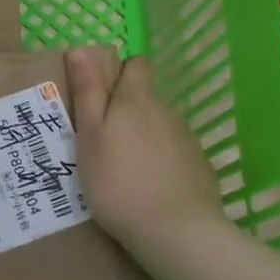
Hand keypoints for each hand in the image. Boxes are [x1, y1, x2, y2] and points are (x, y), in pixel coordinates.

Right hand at [67, 49, 224, 251]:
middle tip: (101, 143)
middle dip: (125, 111)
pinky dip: (159, 162)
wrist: (177, 232)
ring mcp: (186, 139)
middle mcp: (165, 110)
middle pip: (144, 98)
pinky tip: (147, 188)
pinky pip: (173, 152)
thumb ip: (87, 91)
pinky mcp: (198, 166)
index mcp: (136, 99)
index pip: (136, 64)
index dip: (119, 74)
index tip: (99, 97)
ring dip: (141, 137)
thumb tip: (80, 48)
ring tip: (122, 171)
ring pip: (158, 126)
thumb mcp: (90, 136)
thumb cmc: (119, 182)